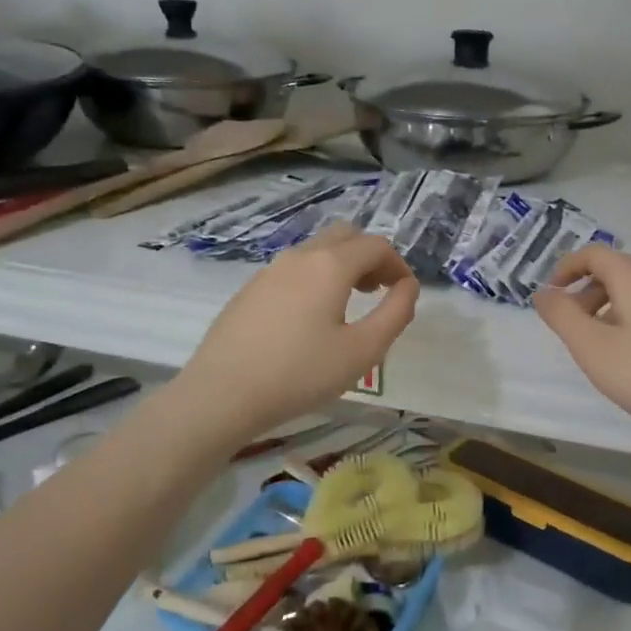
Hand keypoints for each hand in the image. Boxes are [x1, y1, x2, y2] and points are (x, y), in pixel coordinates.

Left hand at [175, 225, 419, 442]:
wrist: (222, 394)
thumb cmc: (301, 374)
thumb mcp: (363, 350)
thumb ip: (395, 314)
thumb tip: (408, 287)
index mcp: (330, 265)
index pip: (376, 245)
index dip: (399, 265)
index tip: (405, 294)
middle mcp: (299, 256)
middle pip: (345, 236)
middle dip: (369, 257)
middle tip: (378, 291)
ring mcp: (269, 271)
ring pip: (315, 251)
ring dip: (341, 267)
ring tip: (347, 305)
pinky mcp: (249, 290)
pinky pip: (292, 271)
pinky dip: (314, 279)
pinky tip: (308, 320)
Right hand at [533, 245, 630, 449]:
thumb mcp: (592, 348)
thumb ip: (561, 316)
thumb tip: (542, 293)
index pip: (593, 254)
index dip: (564, 269)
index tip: (548, 298)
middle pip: (614, 271)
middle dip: (583, 292)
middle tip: (569, 328)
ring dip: (605, 310)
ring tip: (596, 348)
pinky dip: (628, 323)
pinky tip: (629, 360)